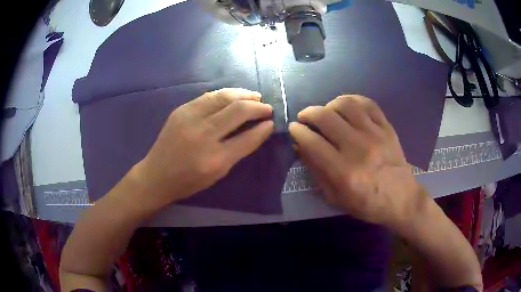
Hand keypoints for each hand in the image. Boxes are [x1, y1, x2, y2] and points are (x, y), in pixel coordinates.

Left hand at [133, 88, 273, 210]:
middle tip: (267, 108)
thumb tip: (259, 129)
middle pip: (238, 111)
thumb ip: (239, 150)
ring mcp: (190, 118)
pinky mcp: (181, 110)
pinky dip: (226, 94)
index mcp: (215, 159)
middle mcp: (203, 135)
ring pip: (224, 97)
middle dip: (257, 107)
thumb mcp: (218, 173)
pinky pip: (209, 96)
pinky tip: (234, 96)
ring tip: (255, 97)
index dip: (263, 128)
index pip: (248, 138)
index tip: (271, 123)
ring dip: (243, 94)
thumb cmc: (189, 180)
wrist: (157, 175)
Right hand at [289, 95, 423, 229]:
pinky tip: (346, 107)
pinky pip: (368, 103)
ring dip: (329, 104)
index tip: (294, 128)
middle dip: (308, 113)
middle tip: (304, 117)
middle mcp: (358, 149)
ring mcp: (375, 135)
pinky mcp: (387, 128)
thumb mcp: (335, 197)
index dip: (298, 131)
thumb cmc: (367, 204)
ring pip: (346, 105)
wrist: (401, 199)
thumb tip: (301, 146)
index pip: (312, 142)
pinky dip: (353, 100)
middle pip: (326, 118)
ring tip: (326, 111)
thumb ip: (316, 172)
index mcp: (344, 172)